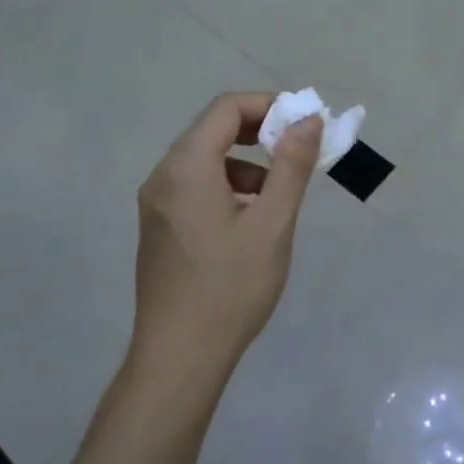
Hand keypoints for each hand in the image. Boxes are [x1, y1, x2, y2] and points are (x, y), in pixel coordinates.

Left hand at [131, 93, 322, 382]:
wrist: (179, 358)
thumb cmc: (230, 288)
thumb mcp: (272, 224)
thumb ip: (291, 166)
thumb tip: (308, 120)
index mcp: (186, 167)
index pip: (226, 108)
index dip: (268, 105)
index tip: (303, 123)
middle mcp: (163, 176)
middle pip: (212, 129)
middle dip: (259, 131)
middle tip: (297, 150)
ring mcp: (155, 203)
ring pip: (204, 158)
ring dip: (245, 161)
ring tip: (277, 194)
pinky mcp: (158, 226)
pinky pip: (194, 184)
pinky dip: (227, 183)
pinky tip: (250, 219)